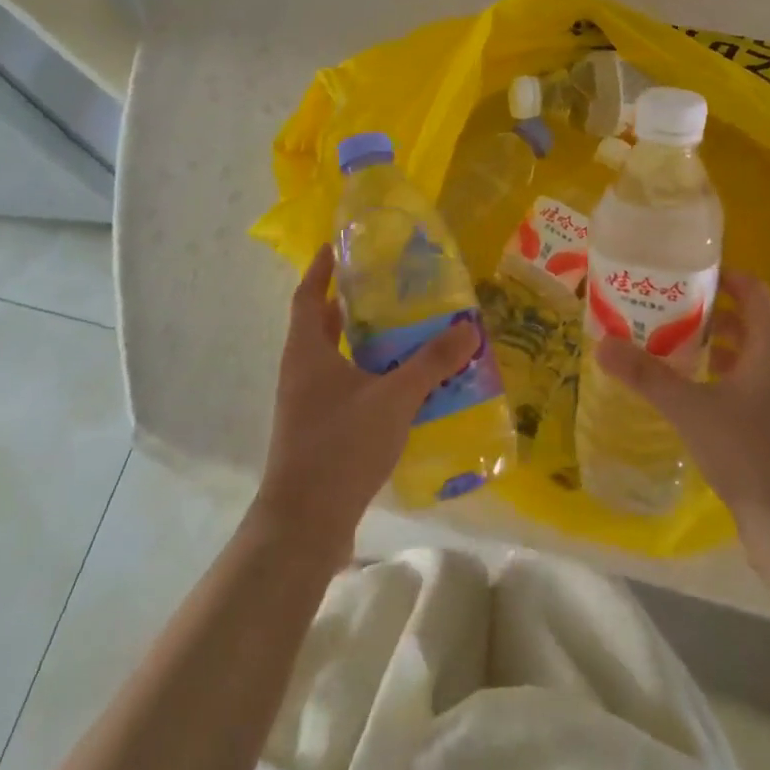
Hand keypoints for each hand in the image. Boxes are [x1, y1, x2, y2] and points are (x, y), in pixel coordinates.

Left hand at [252, 247, 479, 558]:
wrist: (304, 524)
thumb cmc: (341, 446)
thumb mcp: (394, 398)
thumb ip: (432, 362)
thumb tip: (468, 327)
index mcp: (307, 352)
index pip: (307, 296)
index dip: (320, 269)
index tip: (337, 246)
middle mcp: (301, 372)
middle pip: (320, 326)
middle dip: (347, 303)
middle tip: (385, 286)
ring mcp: (306, 404)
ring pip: (333, 359)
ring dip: (360, 341)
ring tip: (401, 330)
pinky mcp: (318, 431)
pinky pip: (343, 387)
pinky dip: (366, 375)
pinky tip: (399, 385)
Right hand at [593, 270, 769, 551]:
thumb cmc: (750, 453)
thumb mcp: (690, 409)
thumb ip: (646, 376)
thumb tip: (602, 344)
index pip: (751, 289)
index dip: (720, 275)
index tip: (680, 272)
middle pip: (746, 319)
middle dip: (705, 311)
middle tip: (661, 308)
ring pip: (745, 354)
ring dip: (710, 345)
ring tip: (665, 343)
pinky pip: (746, 383)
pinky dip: (718, 375)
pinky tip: (686, 390)